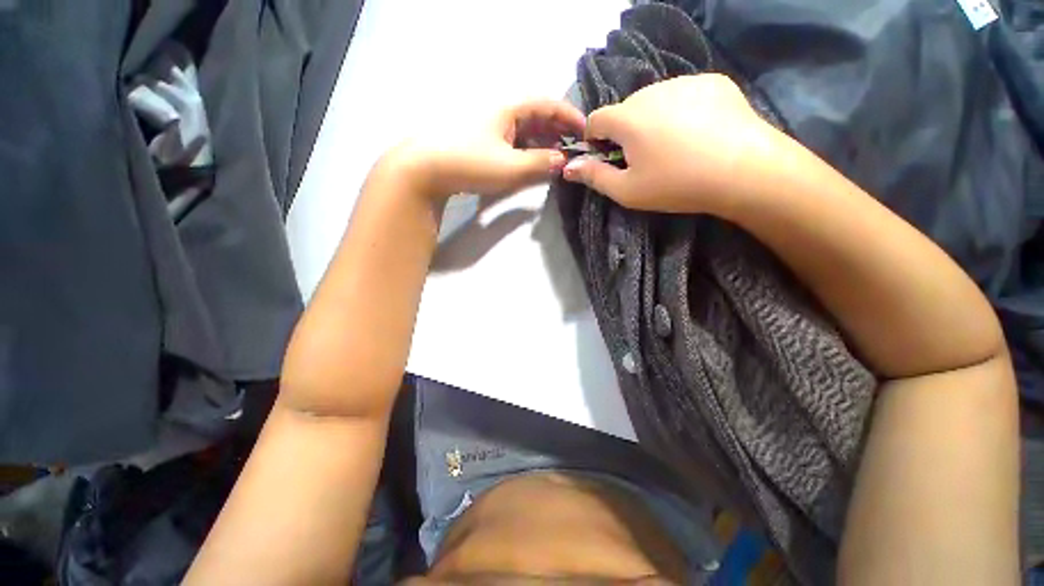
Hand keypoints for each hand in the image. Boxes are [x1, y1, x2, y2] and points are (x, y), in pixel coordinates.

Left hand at [387, 99, 585, 199]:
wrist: (424, 169)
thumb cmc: (470, 163)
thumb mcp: (510, 167)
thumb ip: (540, 164)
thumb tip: (562, 161)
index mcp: (508, 108)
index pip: (546, 104)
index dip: (568, 115)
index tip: (585, 130)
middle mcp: (499, 112)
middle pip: (536, 116)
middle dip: (557, 131)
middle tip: (573, 149)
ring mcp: (488, 127)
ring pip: (523, 130)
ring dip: (542, 142)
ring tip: (556, 158)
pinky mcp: (480, 142)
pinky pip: (511, 141)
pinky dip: (526, 150)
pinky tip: (531, 162)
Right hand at [561, 74, 787, 214]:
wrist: (744, 170)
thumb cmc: (676, 184)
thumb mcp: (627, 191)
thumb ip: (594, 177)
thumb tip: (568, 167)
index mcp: (627, 118)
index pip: (596, 120)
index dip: (595, 140)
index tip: (607, 158)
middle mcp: (651, 90)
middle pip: (626, 111)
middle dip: (625, 132)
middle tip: (644, 159)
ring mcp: (684, 81)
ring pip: (654, 101)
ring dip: (653, 121)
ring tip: (673, 147)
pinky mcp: (712, 81)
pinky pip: (683, 95)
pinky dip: (681, 111)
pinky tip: (698, 133)